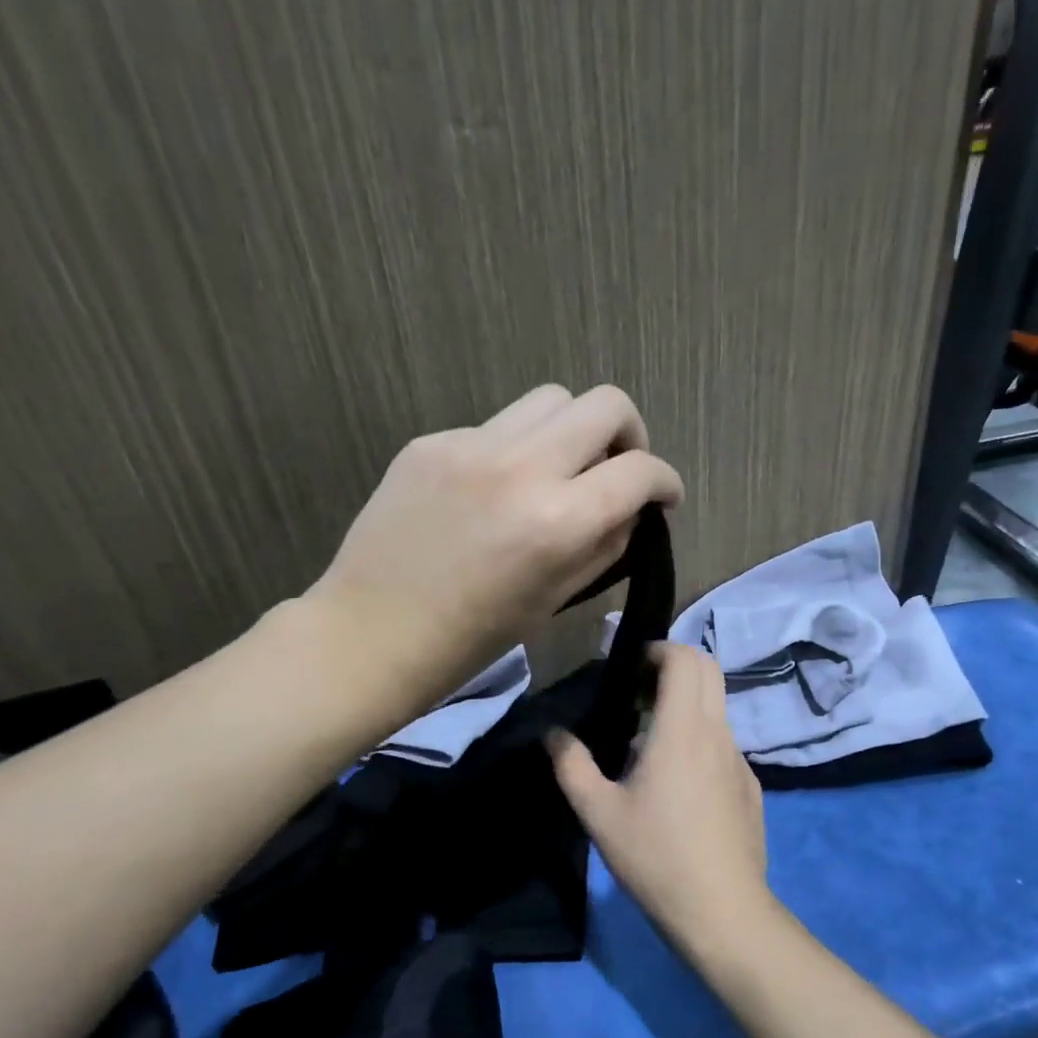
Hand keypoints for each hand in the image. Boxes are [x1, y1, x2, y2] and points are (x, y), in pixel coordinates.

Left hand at [305, 384, 683, 719]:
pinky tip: (496, 490)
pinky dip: (516, 450)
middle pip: (606, 404)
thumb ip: (605, 545)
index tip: (663, 497)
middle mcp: (521, 467)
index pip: (640, 471)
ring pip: (552, 399)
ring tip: (560, 471)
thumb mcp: (555, 599)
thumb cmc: (473, 638)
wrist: (371, 632)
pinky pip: (496, 426)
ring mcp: (470, 445)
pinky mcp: (431, 441)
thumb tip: (630, 510)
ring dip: (573, 430)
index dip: (665, 482)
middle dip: (630, 434)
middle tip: (619, 469)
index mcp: (559, 521)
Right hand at [548, 643, 774, 949]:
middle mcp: (718, 733)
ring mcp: (740, 759)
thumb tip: (553, 734)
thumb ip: (572, 765)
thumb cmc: (656, 857)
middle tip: (640, 693)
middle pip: (709, 670)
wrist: (722, 909)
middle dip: (676, 665)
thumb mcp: (599, 814)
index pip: (685, 658)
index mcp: (682, 730)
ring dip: (687, 704)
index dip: (659, 650)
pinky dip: (700, 738)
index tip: (631, 668)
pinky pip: (724, 742)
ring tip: (650, 742)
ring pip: (718, 707)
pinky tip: (678, 784)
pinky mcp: (750, 784)